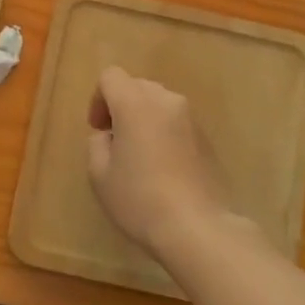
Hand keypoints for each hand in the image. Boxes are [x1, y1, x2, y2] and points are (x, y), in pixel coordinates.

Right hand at [87, 67, 238, 254]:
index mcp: (135, 103)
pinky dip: (163, 133)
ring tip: (139, 156)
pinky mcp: (206, 138)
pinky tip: (162, 168)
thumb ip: (98, 144)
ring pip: (158, 104)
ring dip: (143, 119)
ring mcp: (190, 118)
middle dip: (121, 107)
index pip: (111, 77)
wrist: (198, 227)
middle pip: (136, 86)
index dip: (98, 99)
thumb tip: (111, 136)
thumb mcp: (100, 174)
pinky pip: (176, 123)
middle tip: (115, 142)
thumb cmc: (140, 199)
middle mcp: (166, 101)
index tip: (98, 130)